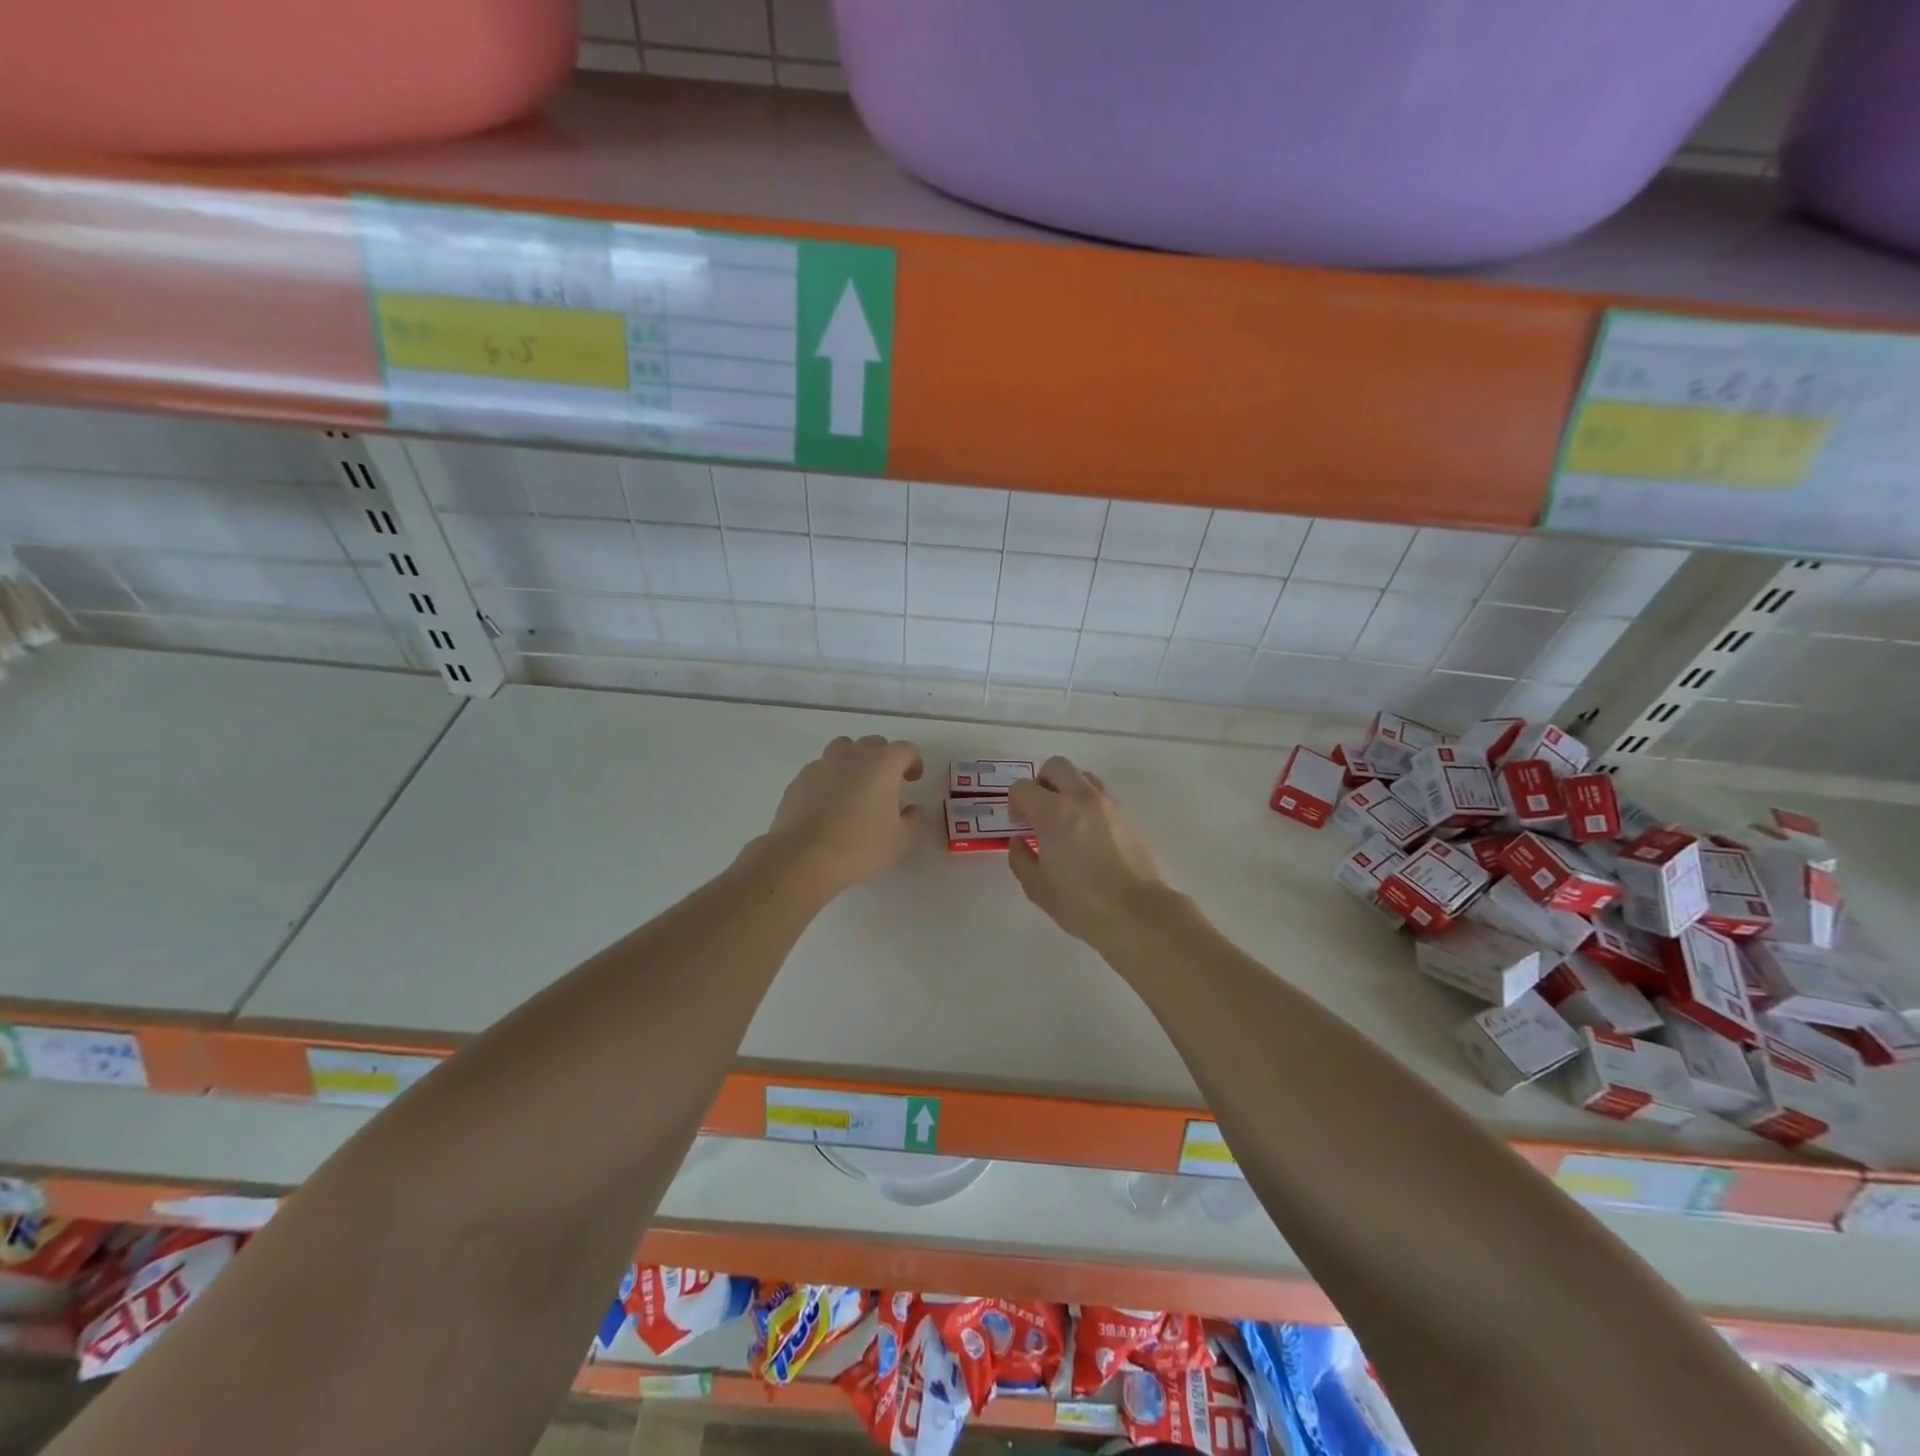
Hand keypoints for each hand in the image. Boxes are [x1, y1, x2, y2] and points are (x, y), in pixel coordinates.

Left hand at [761, 735, 924, 893]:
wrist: (804, 856)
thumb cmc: (860, 846)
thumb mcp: (901, 840)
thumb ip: (914, 820)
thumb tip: (913, 810)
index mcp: (882, 764)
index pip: (905, 750)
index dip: (913, 762)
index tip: (913, 779)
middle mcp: (852, 756)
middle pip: (873, 743)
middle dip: (884, 759)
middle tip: (885, 785)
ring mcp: (822, 764)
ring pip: (843, 749)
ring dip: (854, 761)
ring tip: (854, 787)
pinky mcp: (799, 780)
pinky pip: (820, 770)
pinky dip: (829, 779)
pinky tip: (828, 804)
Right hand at [1008, 757, 1170, 945]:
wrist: (1139, 913)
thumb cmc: (1082, 903)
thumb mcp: (1037, 887)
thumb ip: (1021, 858)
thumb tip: (1020, 840)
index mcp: (1053, 812)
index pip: (1023, 787)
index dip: (1015, 803)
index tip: (1020, 825)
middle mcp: (1081, 798)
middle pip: (1056, 766)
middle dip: (1041, 782)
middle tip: (1039, 811)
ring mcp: (1109, 804)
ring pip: (1083, 776)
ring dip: (1068, 789)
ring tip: (1065, 821)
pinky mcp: (1129, 816)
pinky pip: (1102, 796)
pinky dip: (1088, 804)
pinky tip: (1088, 835)